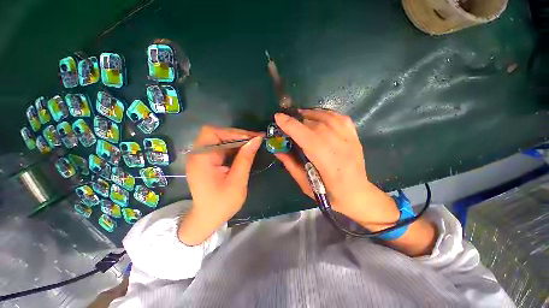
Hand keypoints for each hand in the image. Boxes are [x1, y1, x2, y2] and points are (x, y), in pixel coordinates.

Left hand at [178, 126, 262, 244]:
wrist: (207, 219)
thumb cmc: (222, 203)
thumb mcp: (237, 181)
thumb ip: (245, 158)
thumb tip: (256, 140)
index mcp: (201, 159)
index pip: (213, 133)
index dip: (233, 132)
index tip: (252, 138)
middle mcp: (198, 155)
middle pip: (216, 134)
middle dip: (237, 135)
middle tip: (255, 140)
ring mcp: (201, 157)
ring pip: (219, 139)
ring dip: (237, 141)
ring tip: (253, 144)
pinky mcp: (207, 161)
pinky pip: (220, 148)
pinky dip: (233, 147)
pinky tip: (244, 151)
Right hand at [274, 110, 399, 229]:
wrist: (357, 194)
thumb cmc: (329, 194)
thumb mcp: (305, 185)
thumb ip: (291, 165)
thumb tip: (277, 150)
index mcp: (327, 164)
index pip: (308, 138)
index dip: (292, 126)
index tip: (278, 117)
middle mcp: (340, 148)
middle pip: (316, 126)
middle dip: (298, 120)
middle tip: (287, 121)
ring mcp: (349, 140)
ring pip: (328, 118)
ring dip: (311, 113)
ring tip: (300, 115)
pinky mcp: (354, 136)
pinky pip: (340, 118)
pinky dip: (326, 113)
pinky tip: (318, 115)